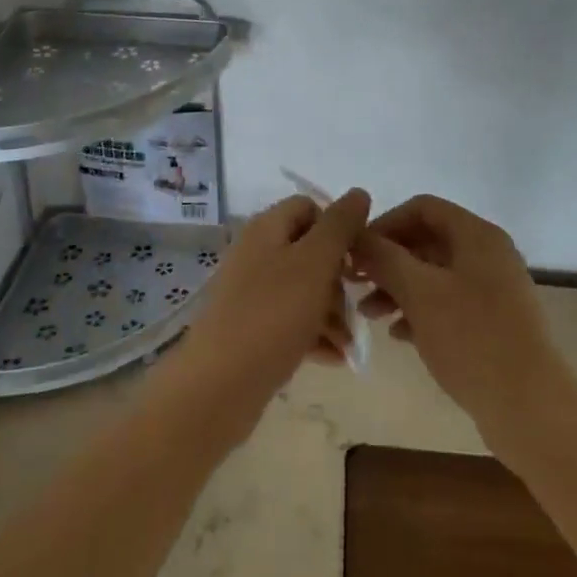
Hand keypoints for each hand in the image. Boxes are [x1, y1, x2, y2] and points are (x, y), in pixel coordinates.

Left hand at [162, 190, 367, 451]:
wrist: (218, 385)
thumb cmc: (272, 314)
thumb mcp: (315, 262)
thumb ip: (339, 225)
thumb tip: (359, 192)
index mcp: (267, 228)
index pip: (309, 207)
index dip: (336, 228)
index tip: (356, 259)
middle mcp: (256, 253)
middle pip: (309, 251)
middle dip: (339, 278)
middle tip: (356, 306)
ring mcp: (251, 292)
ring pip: (304, 289)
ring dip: (332, 311)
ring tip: (349, 343)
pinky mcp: (251, 328)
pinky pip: (291, 321)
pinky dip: (315, 334)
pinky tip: (335, 358)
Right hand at [354, 195, 569, 452]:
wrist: (531, 408)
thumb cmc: (472, 339)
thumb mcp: (419, 292)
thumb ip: (384, 258)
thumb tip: (357, 237)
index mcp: (477, 235)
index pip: (422, 208)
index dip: (385, 224)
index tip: (356, 252)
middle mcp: (488, 254)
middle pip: (427, 240)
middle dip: (388, 260)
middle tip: (354, 283)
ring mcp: (493, 290)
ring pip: (434, 274)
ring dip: (398, 288)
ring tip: (369, 314)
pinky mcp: (493, 323)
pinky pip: (447, 303)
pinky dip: (419, 311)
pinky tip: (398, 335)